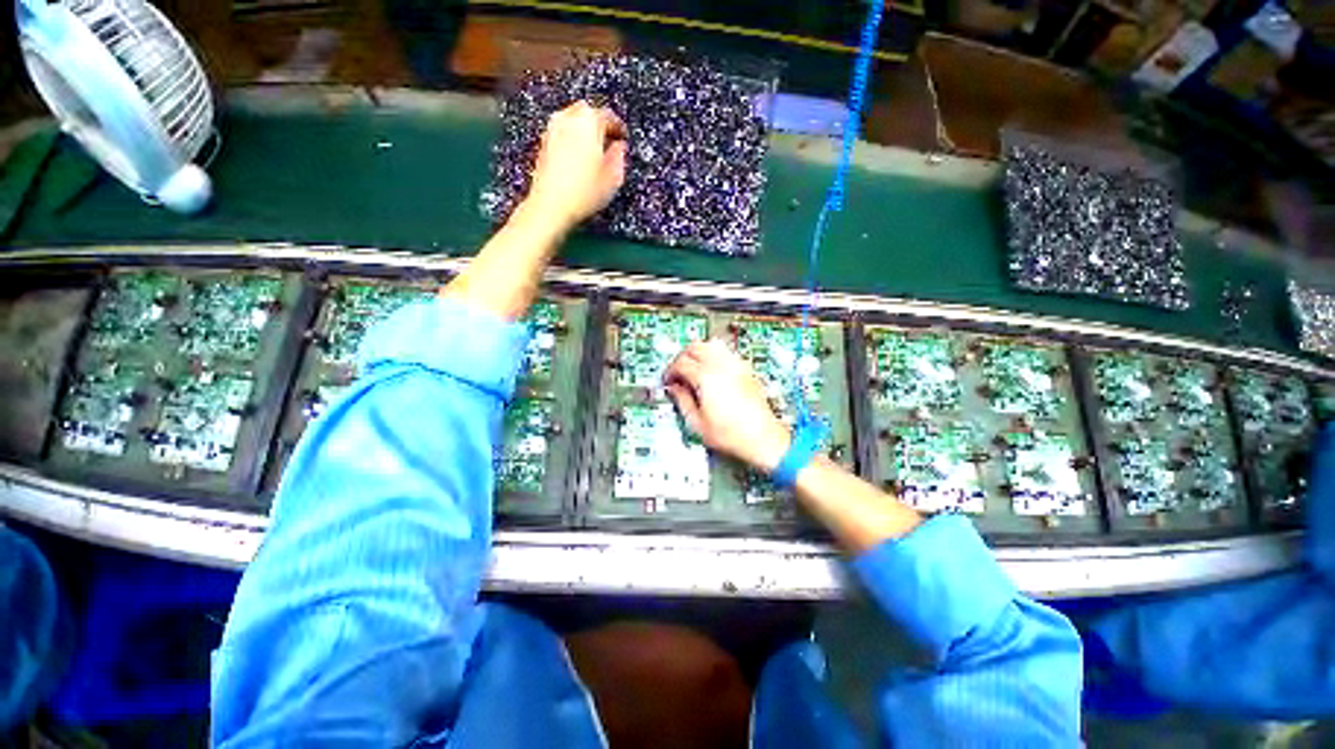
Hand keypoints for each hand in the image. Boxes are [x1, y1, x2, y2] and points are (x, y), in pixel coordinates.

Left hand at [523, 101, 627, 230]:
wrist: (551, 205)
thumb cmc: (585, 192)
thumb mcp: (613, 178)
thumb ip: (619, 157)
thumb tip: (618, 146)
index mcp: (589, 121)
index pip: (608, 115)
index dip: (618, 127)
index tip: (623, 138)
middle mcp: (568, 118)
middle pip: (587, 112)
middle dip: (598, 123)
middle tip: (608, 141)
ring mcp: (552, 128)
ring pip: (572, 120)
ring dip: (583, 130)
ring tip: (593, 150)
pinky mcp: (543, 143)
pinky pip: (562, 132)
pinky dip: (571, 139)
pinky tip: (577, 158)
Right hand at [663, 339, 791, 472]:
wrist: (762, 438)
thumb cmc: (732, 435)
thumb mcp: (697, 423)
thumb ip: (682, 401)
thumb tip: (674, 389)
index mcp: (706, 378)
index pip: (681, 363)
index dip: (670, 371)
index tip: (668, 380)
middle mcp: (721, 366)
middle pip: (695, 346)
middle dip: (682, 356)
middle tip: (678, 371)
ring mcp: (736, 365)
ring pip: (712, 344)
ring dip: (699, 352)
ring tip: (694, 368)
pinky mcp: (746, 370)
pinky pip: (727, 352)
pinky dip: (715, 355)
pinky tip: (713, 371)